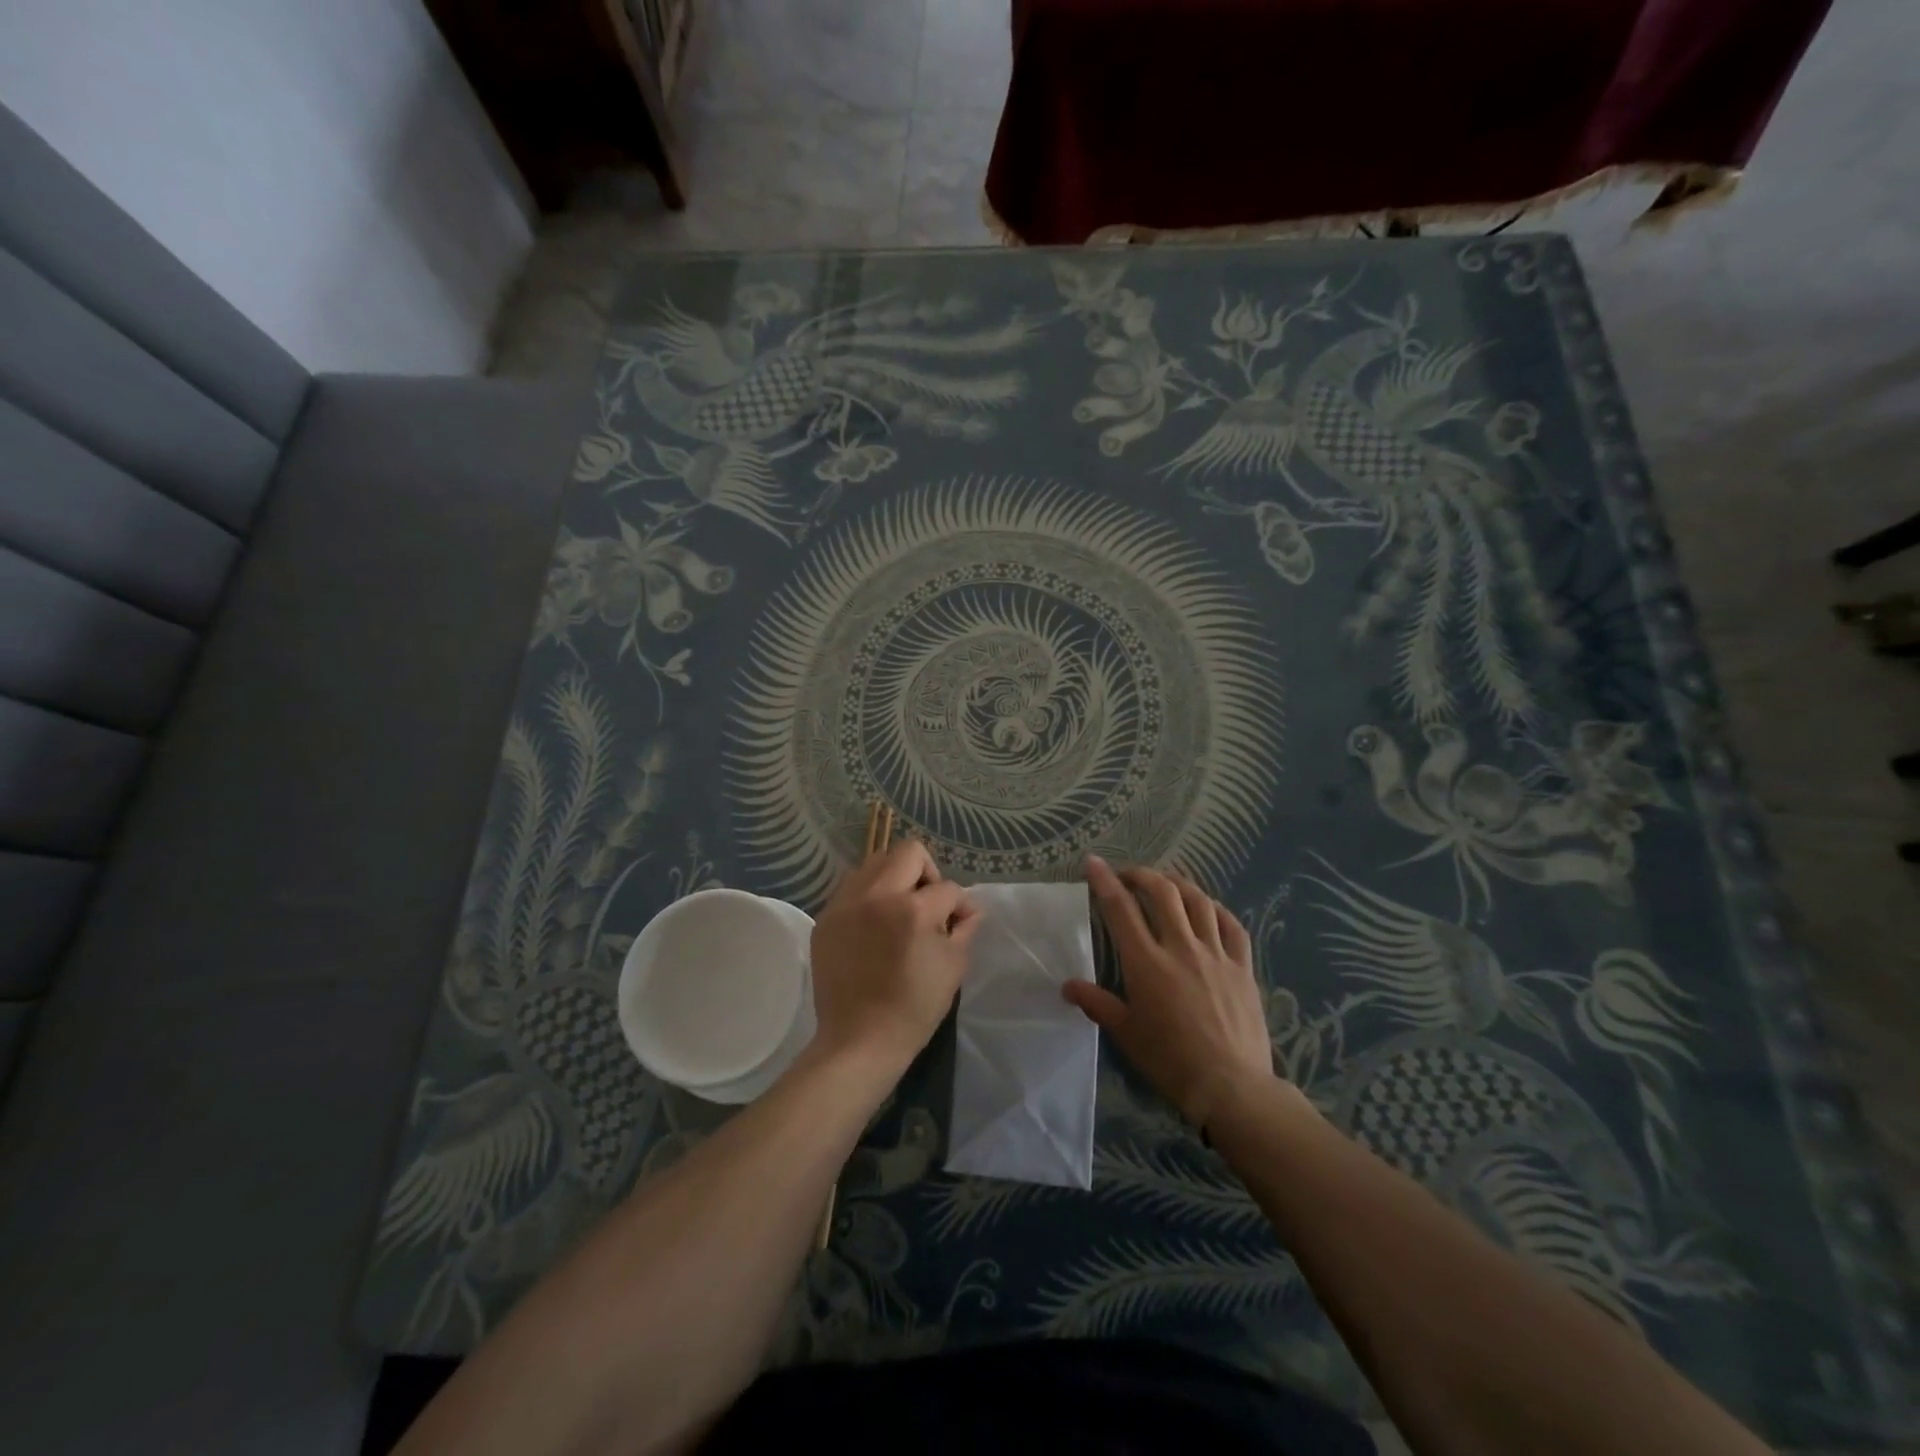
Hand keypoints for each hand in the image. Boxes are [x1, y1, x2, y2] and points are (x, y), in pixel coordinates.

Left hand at [809, 839, 980, 1076]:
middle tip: (927, 904)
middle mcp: (876, 896)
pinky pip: (852, 888)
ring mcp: (845, 904)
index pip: (948, 888)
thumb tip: (967, 909)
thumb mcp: (953, 967)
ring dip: (894, 879)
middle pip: (908, 852)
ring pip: (875, 863)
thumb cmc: (914, 1009)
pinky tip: (874, 926)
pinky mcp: (826, 918)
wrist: (858, 1041)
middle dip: (927, 873)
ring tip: (898, 911)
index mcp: (912, 910)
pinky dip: (869, 897)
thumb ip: (964, 928)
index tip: (959, 922)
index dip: (960, 905)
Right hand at [1064, 857, 1273, 1127]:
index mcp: (1147, 963)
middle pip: (1162, 892)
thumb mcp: (1126, 1033)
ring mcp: (1216, 954)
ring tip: (1165, 882)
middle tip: (1128, 876)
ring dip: (1178, 883)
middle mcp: (1181, 947)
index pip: (1120, 909)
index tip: (1093, 862)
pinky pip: (1231, 925)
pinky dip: (1215, 908)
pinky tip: (1207, 908)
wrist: (1231, 1087)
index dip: (1104, 880)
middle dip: (1141, 874)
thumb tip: (1067, 986)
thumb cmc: (1170, 1061)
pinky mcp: (1242, 966)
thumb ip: (1097, 1003)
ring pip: (1198, 900)